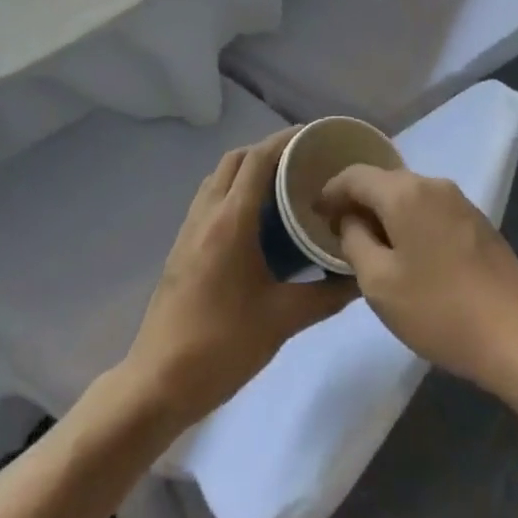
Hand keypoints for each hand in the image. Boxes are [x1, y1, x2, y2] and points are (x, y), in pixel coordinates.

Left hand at [121, 128, 356, 429]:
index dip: (285, 140)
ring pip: (219, 177)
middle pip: (236, 159)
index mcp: (231, 220)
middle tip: (302, 160)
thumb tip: (359, 277)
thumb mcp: (282, 321)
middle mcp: (207, 213)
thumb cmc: (222, 345)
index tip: (314, 136)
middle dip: (268, 149)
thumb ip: (325, 296)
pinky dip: (233, 190)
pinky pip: (210, 199)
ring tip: (282, 184)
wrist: (158, 382)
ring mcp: (189, 229)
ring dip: (247, 168)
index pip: (258, 159)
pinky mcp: (182, 247)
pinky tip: (255, 219)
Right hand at [314, 167, 517, 401]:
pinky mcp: (479, 223)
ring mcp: (461, 202)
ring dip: (385, 213)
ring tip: (370, 244)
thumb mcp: (379, 284)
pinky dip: (410, 222)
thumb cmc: (440, 310)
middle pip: (384, 181)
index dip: (330, 191)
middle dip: (358, 201)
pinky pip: (431, 210)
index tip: (314, 213)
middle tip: (337, 231)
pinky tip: (409, 253)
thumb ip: (355, 242)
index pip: (355, 175)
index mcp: (405, 192)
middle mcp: (433, 185)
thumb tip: (351, 220)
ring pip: (409, 196)